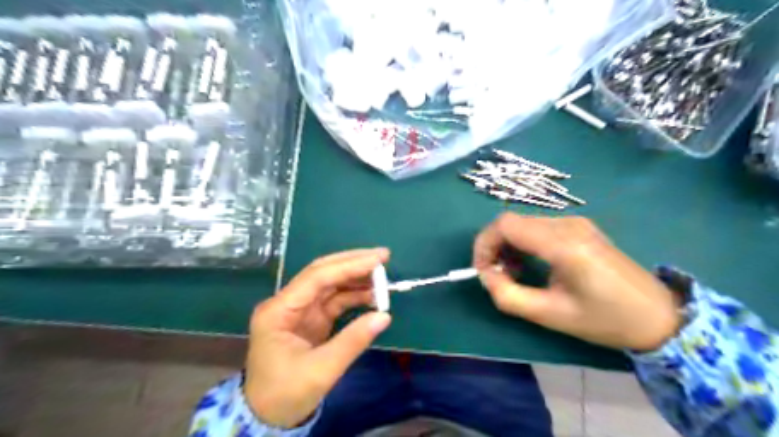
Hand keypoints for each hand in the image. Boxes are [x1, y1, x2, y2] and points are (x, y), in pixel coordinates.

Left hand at [244, 247, 388, 428]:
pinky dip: (354, 296)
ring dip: (356, 279)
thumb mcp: (321, 370)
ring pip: (330, 284)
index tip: (377, 260)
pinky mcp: (311, 319)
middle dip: (353, 263)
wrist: (267, 417)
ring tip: (383, 278)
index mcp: (279, 311)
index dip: (349, 266)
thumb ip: (353, 341)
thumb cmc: (286, 394)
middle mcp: (287, 303)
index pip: (317, 277)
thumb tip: (384, 316)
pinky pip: (335, 300)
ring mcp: (300, 310)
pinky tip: (372, 295)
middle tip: (383, 257)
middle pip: (322, 273)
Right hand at [471, 214, 679, 353]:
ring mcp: (574, 222)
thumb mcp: (551, 315)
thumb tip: (486, 276)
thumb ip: (508, 296)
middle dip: (494, 247)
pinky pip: (537, 227)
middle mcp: (567, 224)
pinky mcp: (578, 227)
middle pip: (511, 221)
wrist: (658, 315)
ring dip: (508, 246)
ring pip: (522, 223)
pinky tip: (530, 264)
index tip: (483, 271)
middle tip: (497, 276)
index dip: (484, 244)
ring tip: (514, 274)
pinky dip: (523, 243)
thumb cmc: (605, 320)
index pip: (505, 225)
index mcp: (563, 244)